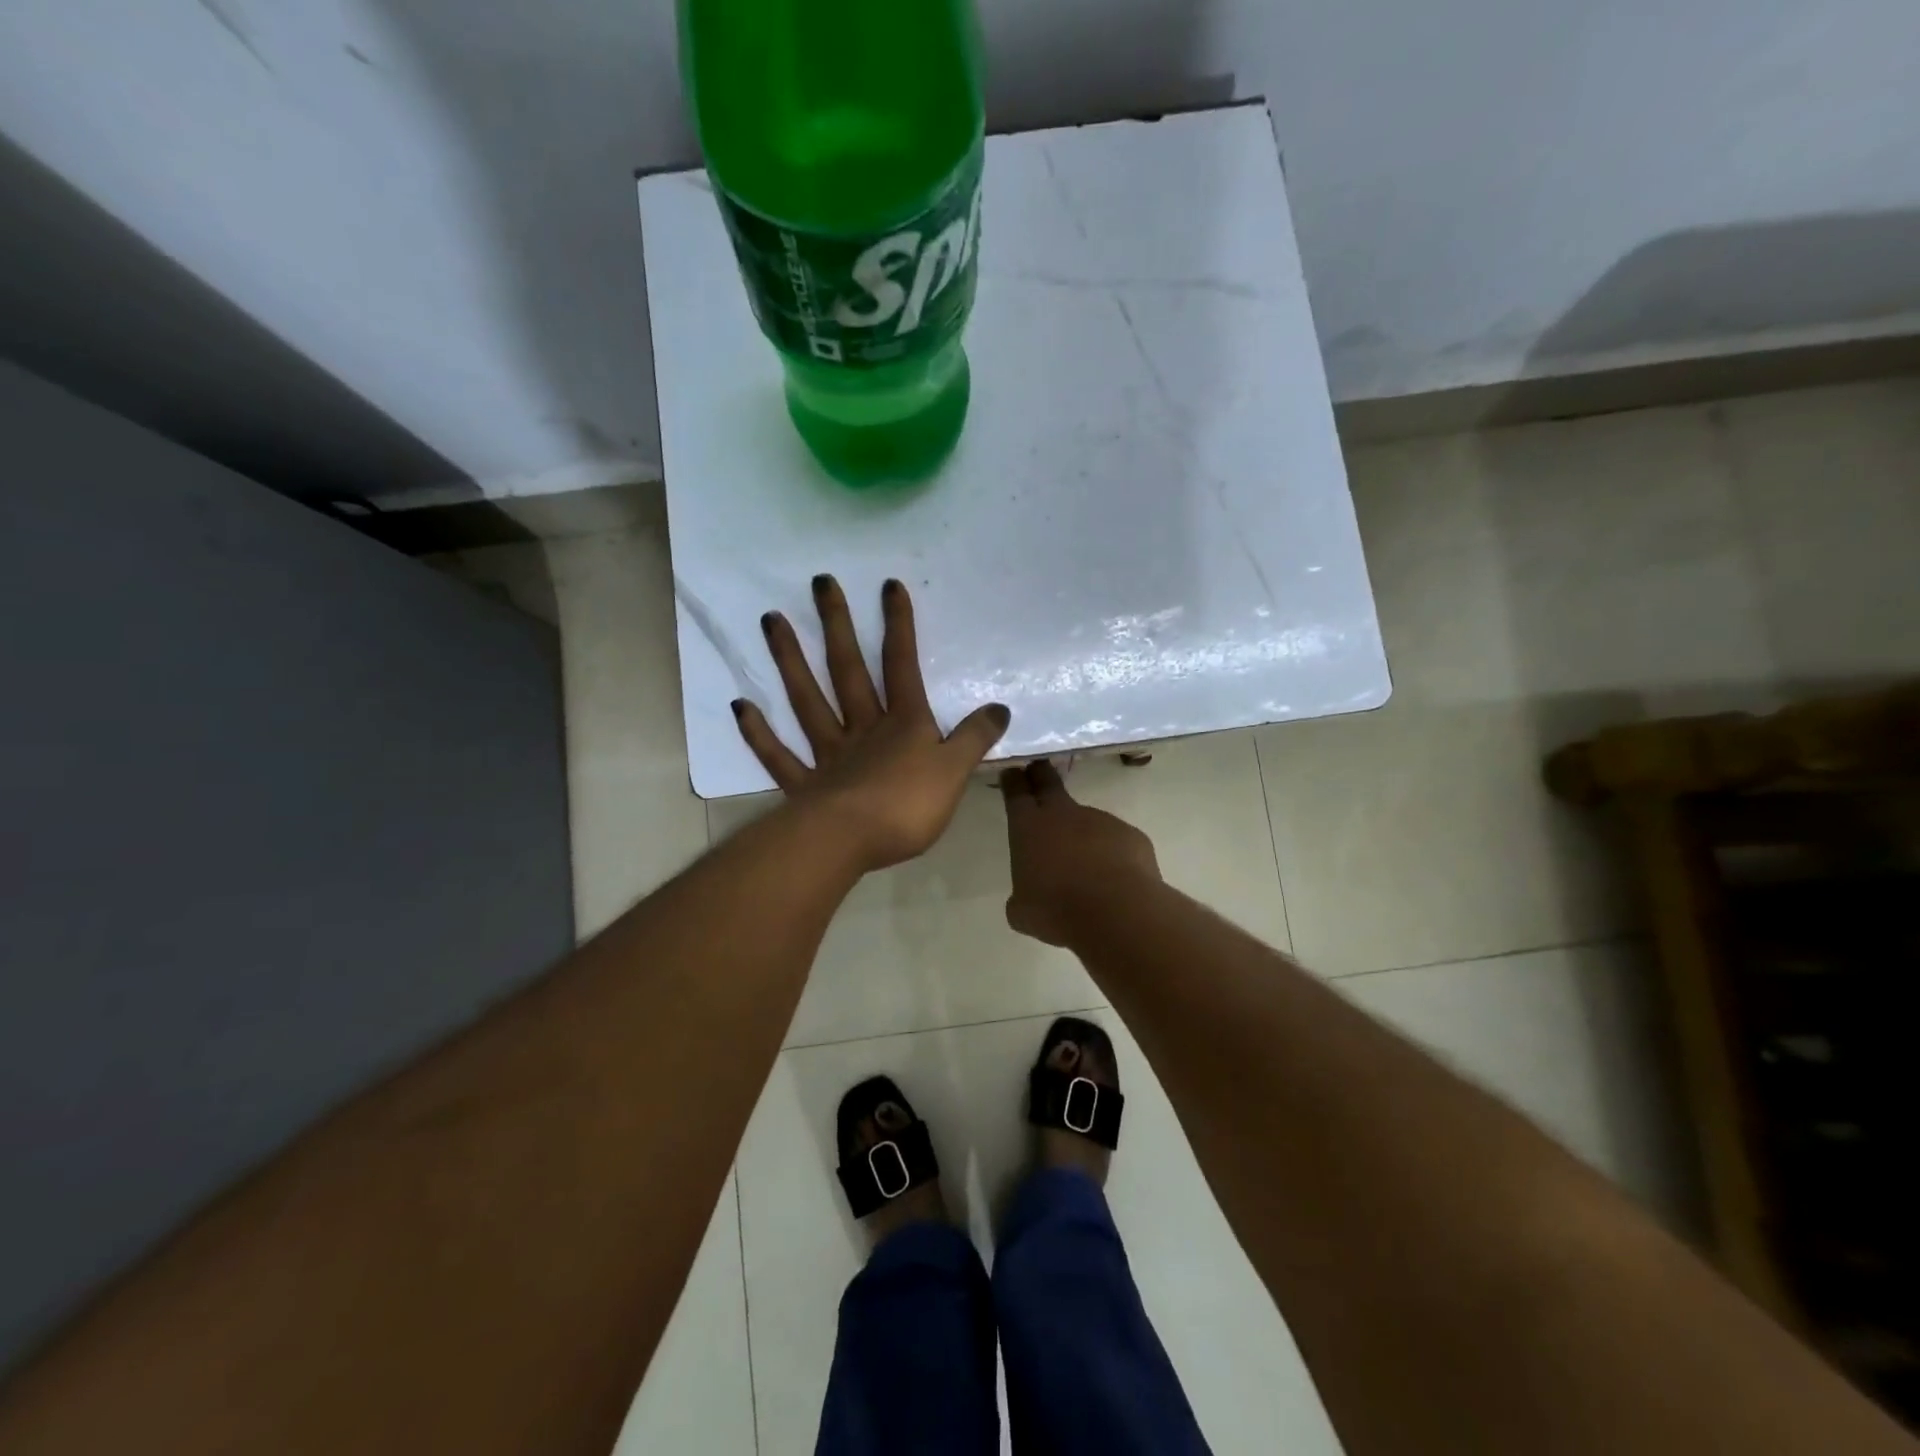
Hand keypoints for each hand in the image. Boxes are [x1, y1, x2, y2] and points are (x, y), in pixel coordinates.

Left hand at [733, 575, 1010, 872]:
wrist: (851, 843)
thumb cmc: (908, 806)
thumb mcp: (955, 771)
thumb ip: (975, 738)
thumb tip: (1000, 708)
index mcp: (902, 723)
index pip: (901, 665)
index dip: (898, 626)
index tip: (888, 585)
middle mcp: (862, 728)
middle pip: (848, 670)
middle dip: (837, 625)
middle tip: (819, 582)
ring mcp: (828, 754)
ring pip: (807, 700)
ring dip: (789, 660)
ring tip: (770, 620)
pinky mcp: (804, 786)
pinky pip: (779, 755)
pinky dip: (758, 733)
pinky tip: (740, 706)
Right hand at [1000, 760, 1161, 946]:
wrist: (1116, 911)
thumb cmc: (1056, 909)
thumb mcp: (1023, 911)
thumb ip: (1022, 896)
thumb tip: (1028, 897)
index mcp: (1029, 827)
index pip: (1017, 793)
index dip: (1013, 780)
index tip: (1012, 770)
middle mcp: (1064, 814)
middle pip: (1049, 783)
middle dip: (1041, 774)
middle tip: (1038, 766)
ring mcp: (1101, 821)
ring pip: (1087, 821)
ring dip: (1083, 835)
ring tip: (1085, 867)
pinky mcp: (1131, 836)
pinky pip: (1116, 842)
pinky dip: (1112, 855)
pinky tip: (1113, 881)